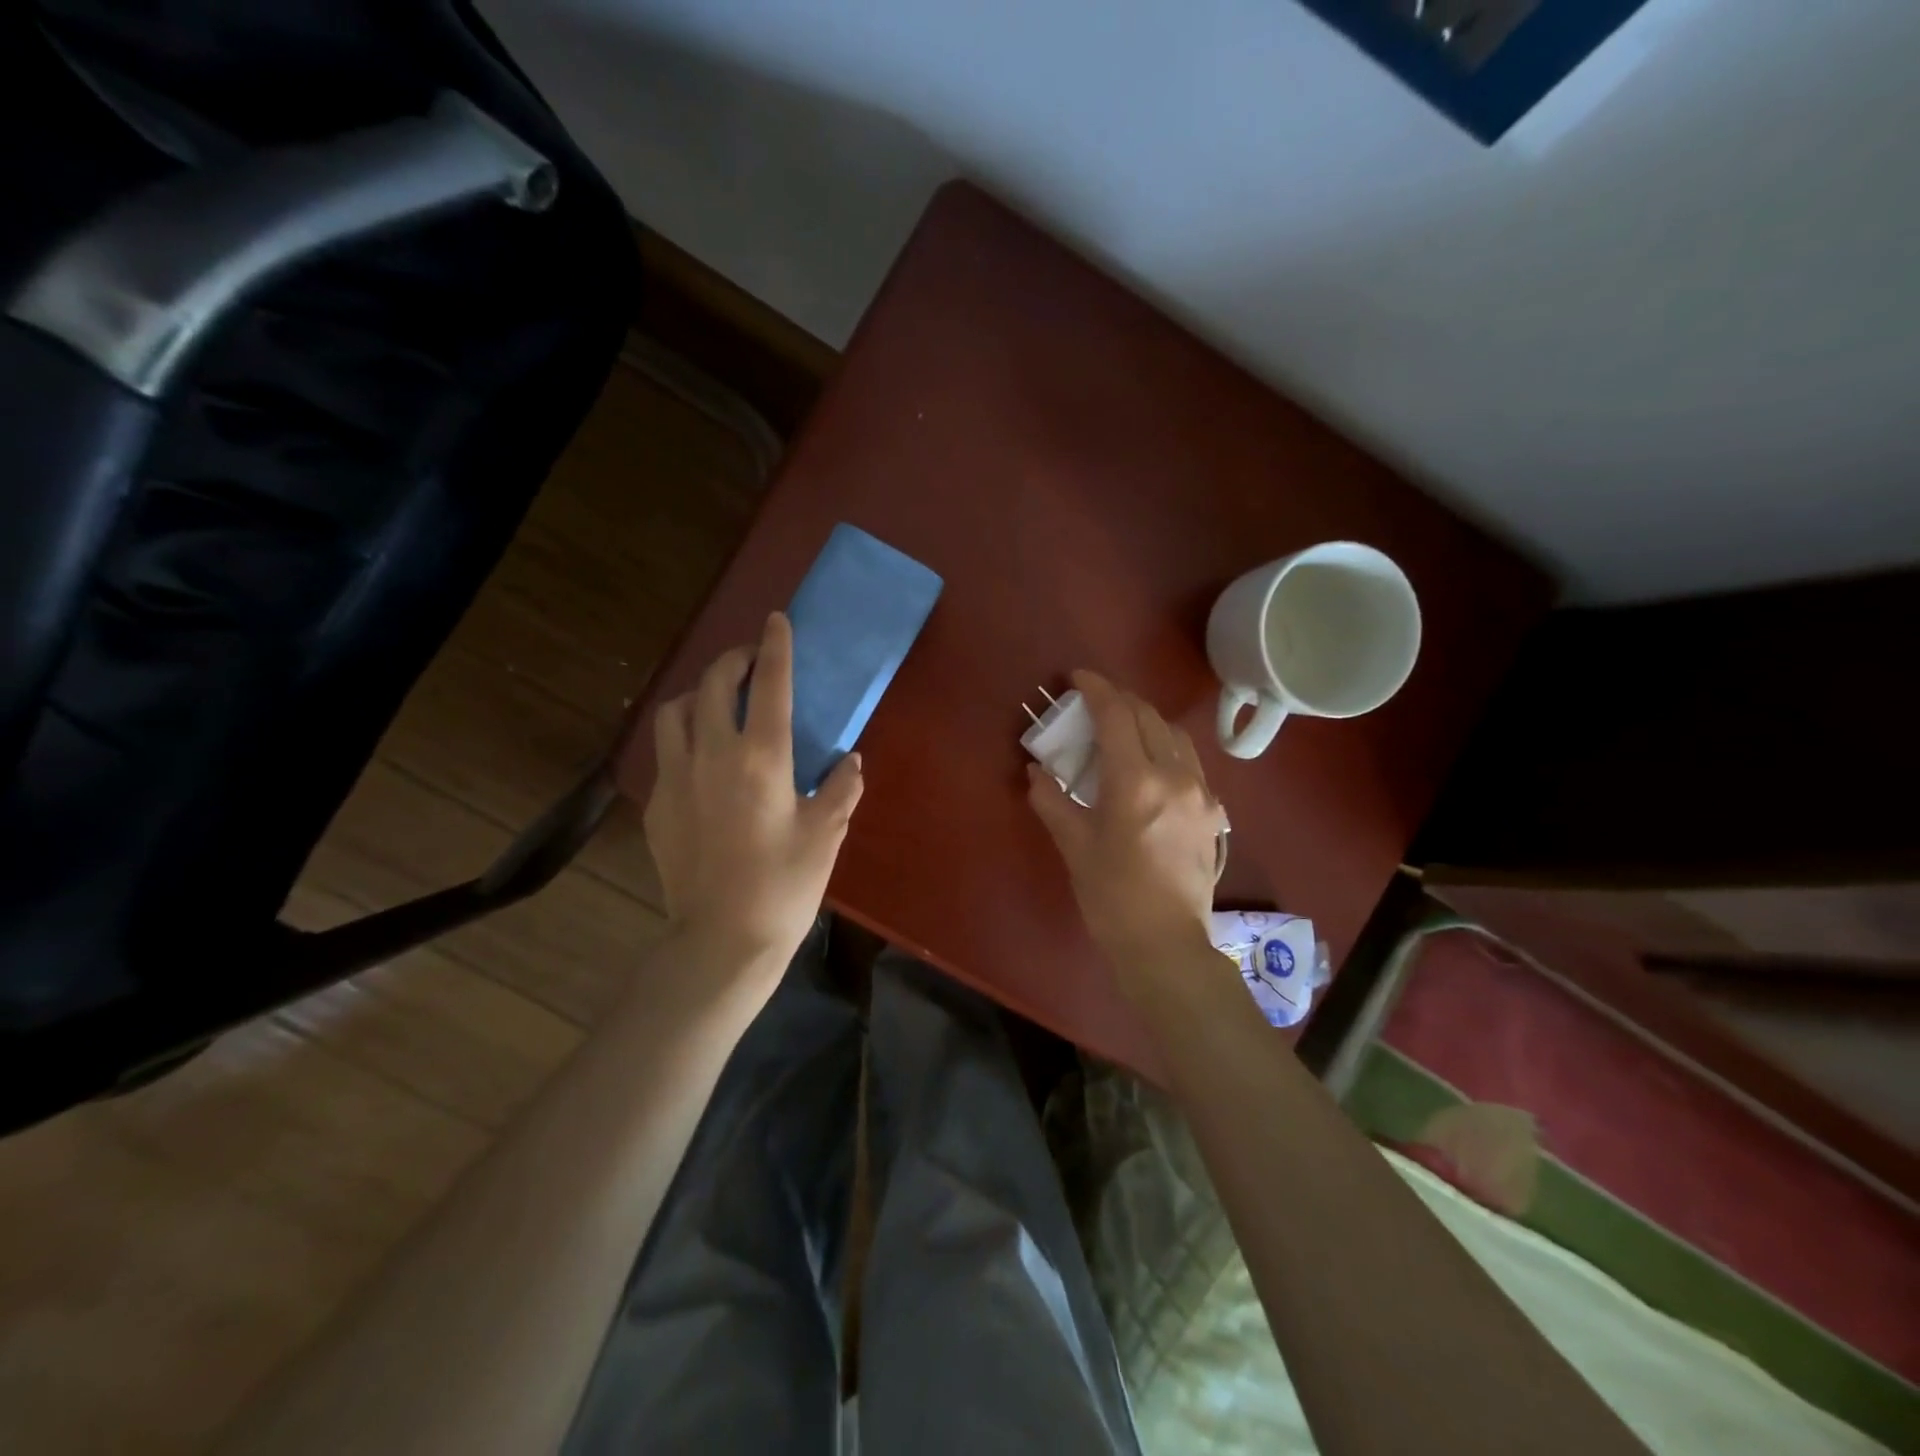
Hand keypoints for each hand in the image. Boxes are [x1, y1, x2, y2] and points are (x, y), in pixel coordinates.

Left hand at [643, 612, 863, 979]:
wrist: (720, 941)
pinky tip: (703, 760)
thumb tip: (849, 760)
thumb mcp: (825, 835)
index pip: (769, 685)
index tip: (776, 621)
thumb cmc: (784, 887)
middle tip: (751, 661)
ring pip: (675, 710)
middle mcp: (711, 755)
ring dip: (699, 694)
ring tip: (720, 703)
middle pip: (713, 684)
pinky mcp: (657, 805)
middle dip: (732, 660)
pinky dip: (685, 737)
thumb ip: (841, 788)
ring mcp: (676, 778)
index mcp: (761, 759)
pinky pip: (666, 752)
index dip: (774, 647)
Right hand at [1027, 671, 1227, 989]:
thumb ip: (1053, 800)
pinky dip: (1167, 749)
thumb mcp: (1074, 846)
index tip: (1077, 677)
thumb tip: (1035, 772)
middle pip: (1149, 716)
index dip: (1096, 689)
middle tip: (1093, 703)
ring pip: (1176, 735)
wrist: (1166, 944)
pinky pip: (1191, 763)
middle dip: (1120, 700)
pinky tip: (1152, 767)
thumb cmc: (1112, 897)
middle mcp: (1175, 776)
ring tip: (1122, 729)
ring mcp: (1201, 793)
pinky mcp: (1214, 812)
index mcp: (1136, 782)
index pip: (1117, 715)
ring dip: (1147, 720)